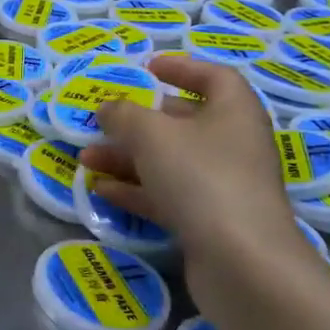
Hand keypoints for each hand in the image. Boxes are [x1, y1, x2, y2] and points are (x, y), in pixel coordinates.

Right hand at [78, 54, 299, 253]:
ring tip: (87, 159)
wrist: (243, 262)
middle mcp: (234, 145)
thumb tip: (108, 108)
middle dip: (138, 121)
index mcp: (234, 113)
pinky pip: (168, 195)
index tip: (148, 68)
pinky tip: (102, 190)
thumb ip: (123, 115)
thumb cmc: (201, 178)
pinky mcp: (211, 222)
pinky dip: (136, 190)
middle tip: (103, 120)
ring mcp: (224, 186)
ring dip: (127, 157)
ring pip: (170, 162)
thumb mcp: (151, 135)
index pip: (214, 77)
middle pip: (185, 122)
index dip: (182, 68)